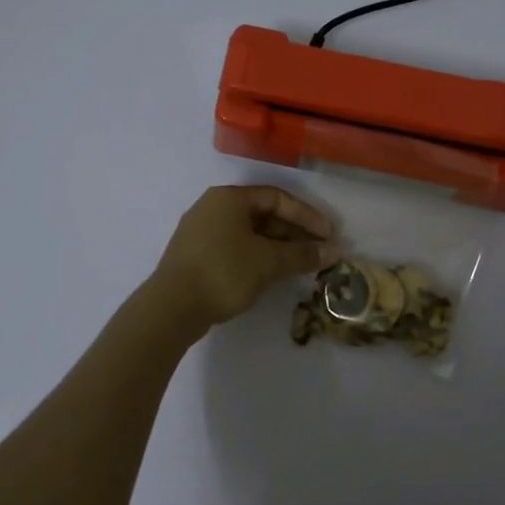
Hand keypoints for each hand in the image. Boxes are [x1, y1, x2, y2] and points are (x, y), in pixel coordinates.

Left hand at [147, 186, 338, 337]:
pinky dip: (258, 256)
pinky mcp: (196, 255)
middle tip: (318, 251)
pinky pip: (235, 247)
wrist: (171, 307)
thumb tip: (333, 252)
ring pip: (249, 233)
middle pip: (263, 214)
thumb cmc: (223, 272)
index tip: (328, 235)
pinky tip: (272, 273)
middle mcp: (213, 207)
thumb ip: (302, 254)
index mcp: (229, 198)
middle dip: (294, 233)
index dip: (306, 215)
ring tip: (300, 264)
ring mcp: (201, 232)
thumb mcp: (268, 262)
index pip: (277, 198)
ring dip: (278, 247)